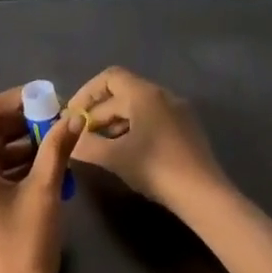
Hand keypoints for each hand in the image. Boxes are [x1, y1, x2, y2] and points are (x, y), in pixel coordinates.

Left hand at [0, 87, 84, 272]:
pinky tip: (45, 169)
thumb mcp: (45, 193)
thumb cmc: (25, 249)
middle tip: (58, 121)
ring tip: (57, 144)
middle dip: (21, 124)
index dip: (16, 100)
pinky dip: (14, 169)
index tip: (49, 99)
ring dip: (21, 146)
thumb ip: (57, 149)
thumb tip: (73, 117)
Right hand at [67, 67, 224, 211]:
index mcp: (145, 94)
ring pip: (137, 109)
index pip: (109, 78)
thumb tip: (69, 139)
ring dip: (114, 124)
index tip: (72, 116)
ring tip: (99, 148)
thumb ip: (85, 144)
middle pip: (122, 94)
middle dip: (97, 114)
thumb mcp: (114, 157)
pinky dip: (133, 130)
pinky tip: (125, 153)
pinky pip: (152, 120)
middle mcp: (163, 96)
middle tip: (80, 138)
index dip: (86, 93)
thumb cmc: (155, 168)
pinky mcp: (186, 130)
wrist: (202, 194)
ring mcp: (178, 112)